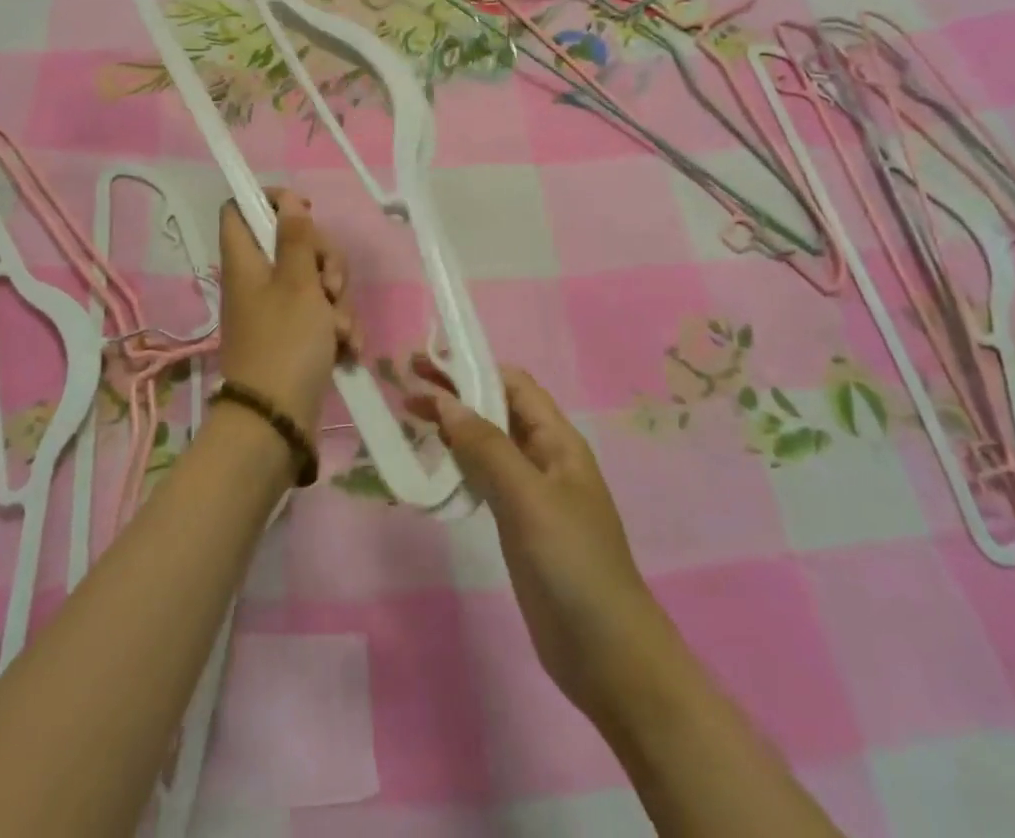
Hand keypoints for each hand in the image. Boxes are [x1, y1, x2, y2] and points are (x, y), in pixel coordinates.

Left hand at [216, 190, 358, 434]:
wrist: (278, 420)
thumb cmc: (285, 343)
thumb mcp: (297, 283)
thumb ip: (296, 238)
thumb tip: (287, 200)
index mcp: (246, 261)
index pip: (241, 209)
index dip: (271, 201)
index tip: (306, 211)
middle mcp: (258, 280)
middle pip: (293, 243)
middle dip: (325, 260)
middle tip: (331, 284)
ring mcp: (277, 309)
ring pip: (315, 280)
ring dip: (338, 300)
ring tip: (340, 328)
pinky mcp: (296, 335)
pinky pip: (321, 313)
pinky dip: (337, 326)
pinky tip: (348, 346)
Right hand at [409, 361, 687, 733]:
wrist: (606, 653)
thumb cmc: (572, 563)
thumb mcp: (529, 498)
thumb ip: (487, 448)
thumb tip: (446, 403)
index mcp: (558, 440)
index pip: (514, 385)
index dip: (474, 367)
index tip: (429, 362)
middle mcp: (545, 457)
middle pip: (497, 410)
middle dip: (457, 393)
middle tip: (407, 385)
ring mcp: (532, 493)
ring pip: (488, 443)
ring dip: (454, 426)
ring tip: (411, 417)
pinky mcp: (519, 524)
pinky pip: (486, 479)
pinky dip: (460, 463)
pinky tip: (436, 466)